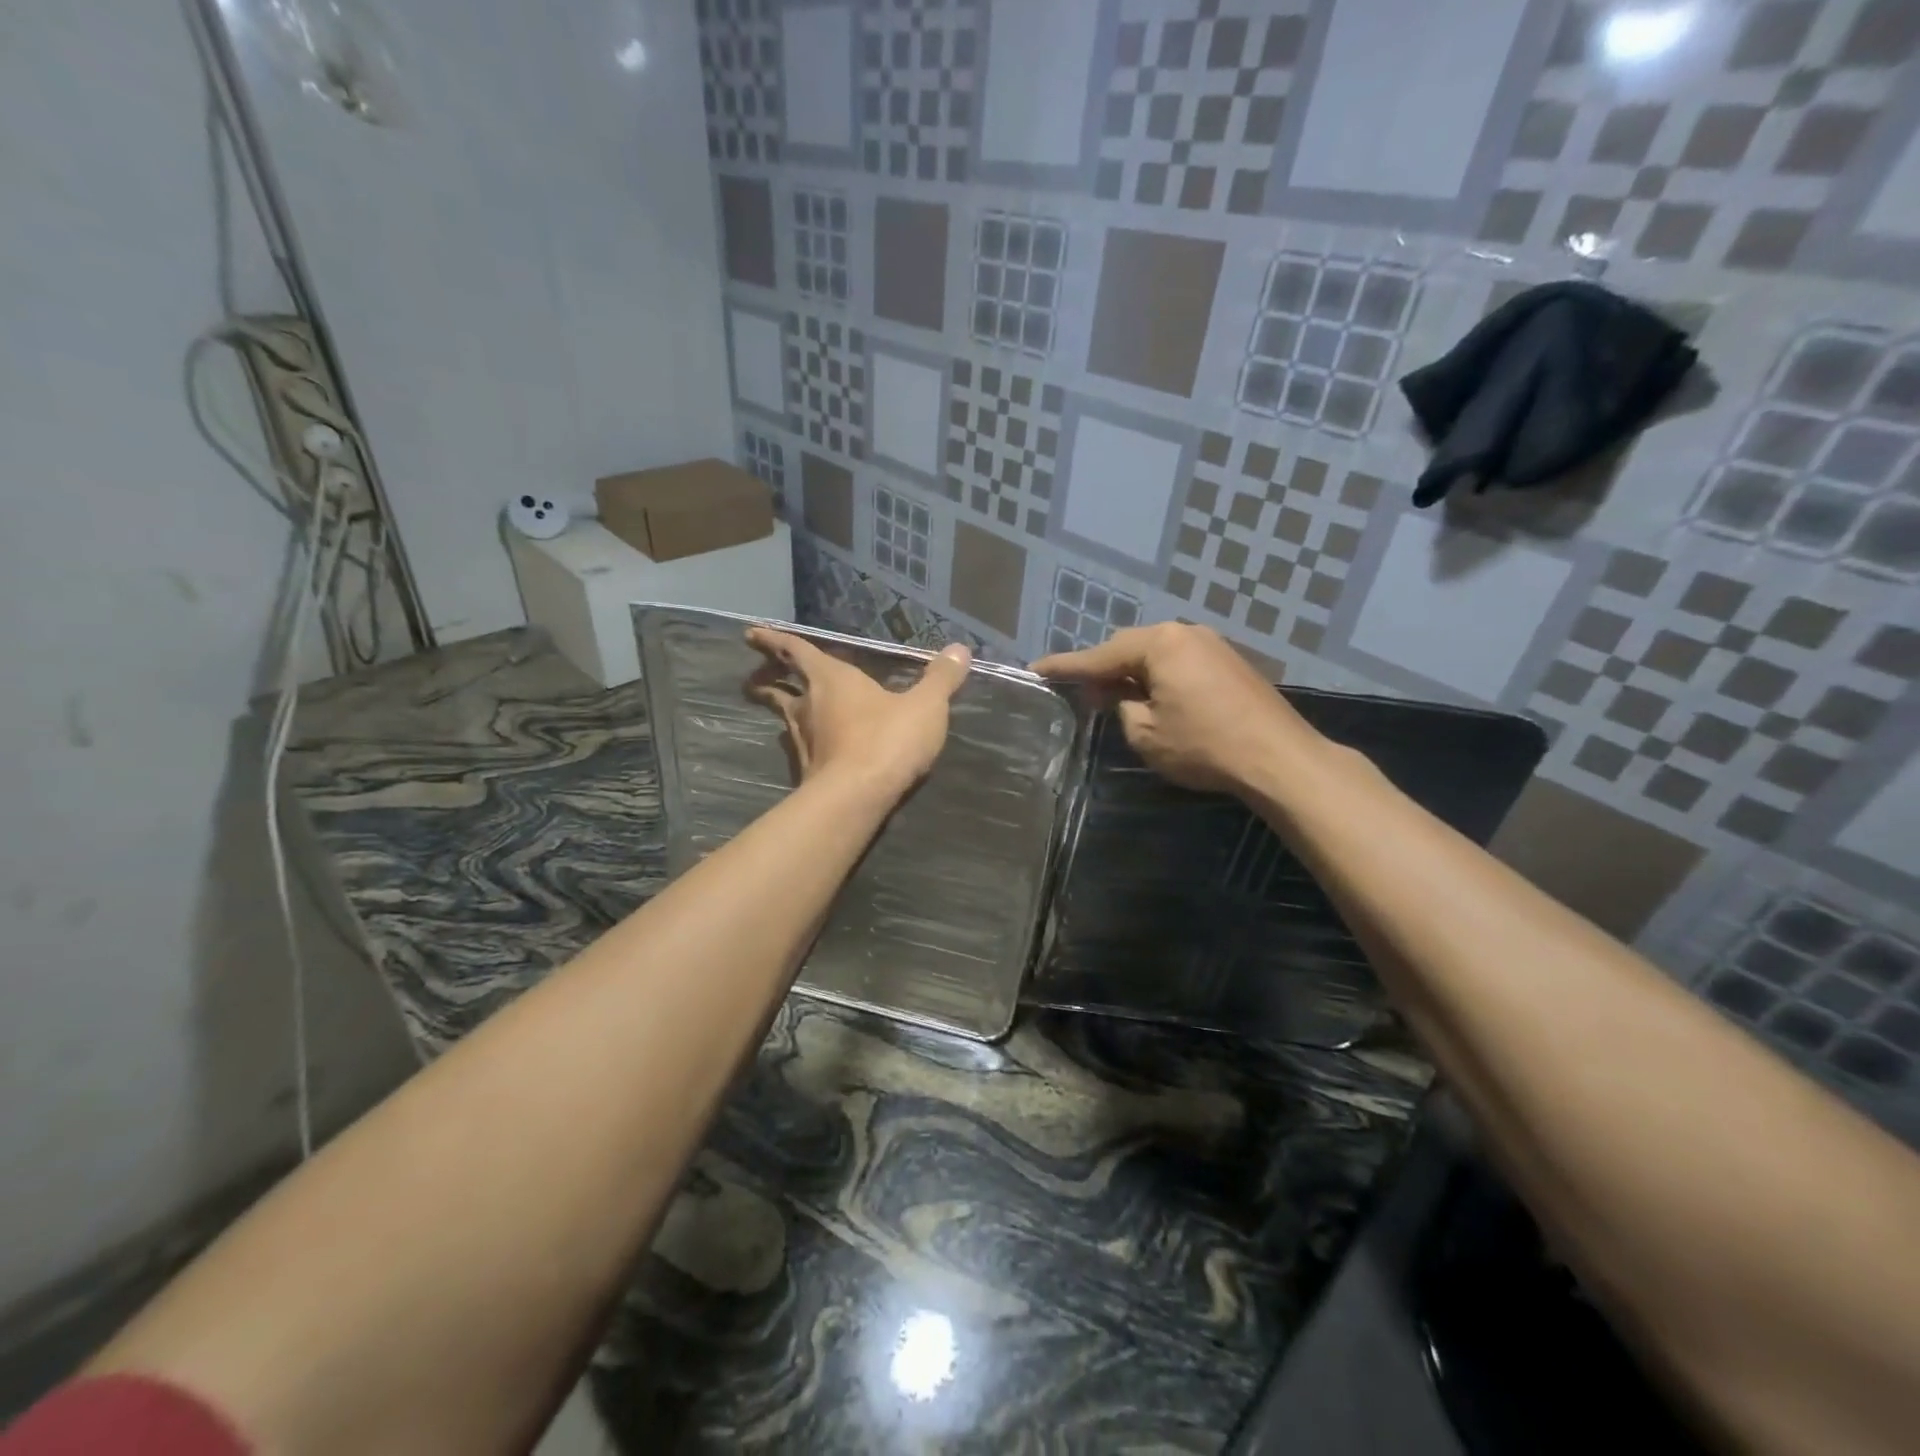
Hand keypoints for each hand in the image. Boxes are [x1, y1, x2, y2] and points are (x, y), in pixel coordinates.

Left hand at [746, 627, 971, 795]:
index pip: (795, 651)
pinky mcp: (807, 771)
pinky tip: (812, 747)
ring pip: (785, 718)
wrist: (858, 798)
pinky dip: (801, 740)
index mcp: (831, 679)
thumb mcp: (925, 706)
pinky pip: (799, 746)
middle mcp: (809, 706)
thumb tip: (960, 649)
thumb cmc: (888, 740)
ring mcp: (803, 741)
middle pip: (779, 687)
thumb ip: (941, 678)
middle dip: (766, 678)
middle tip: (756, 675)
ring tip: (786, 708)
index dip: (773, 640)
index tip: (751, 633)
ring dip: (782, 709)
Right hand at [1033, 623, 1319, 795]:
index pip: (1099, 655)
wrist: (1278, 758)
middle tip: (1079, 693)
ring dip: (1132, 674)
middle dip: (1102, 669)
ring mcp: (1211, 645)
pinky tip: (1153, 699)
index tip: (1035, 668)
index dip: (1065, 666)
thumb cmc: (1204, 745)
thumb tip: (1122, 696)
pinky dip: (1158, 678)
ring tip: (1113, 698)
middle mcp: (1185, 633)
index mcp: (1160, 644)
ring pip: (1156, 655)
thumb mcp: (1146, 733)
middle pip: (1129, 648)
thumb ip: (1122, 708)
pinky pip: (1179, 663)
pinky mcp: (1229, 662)